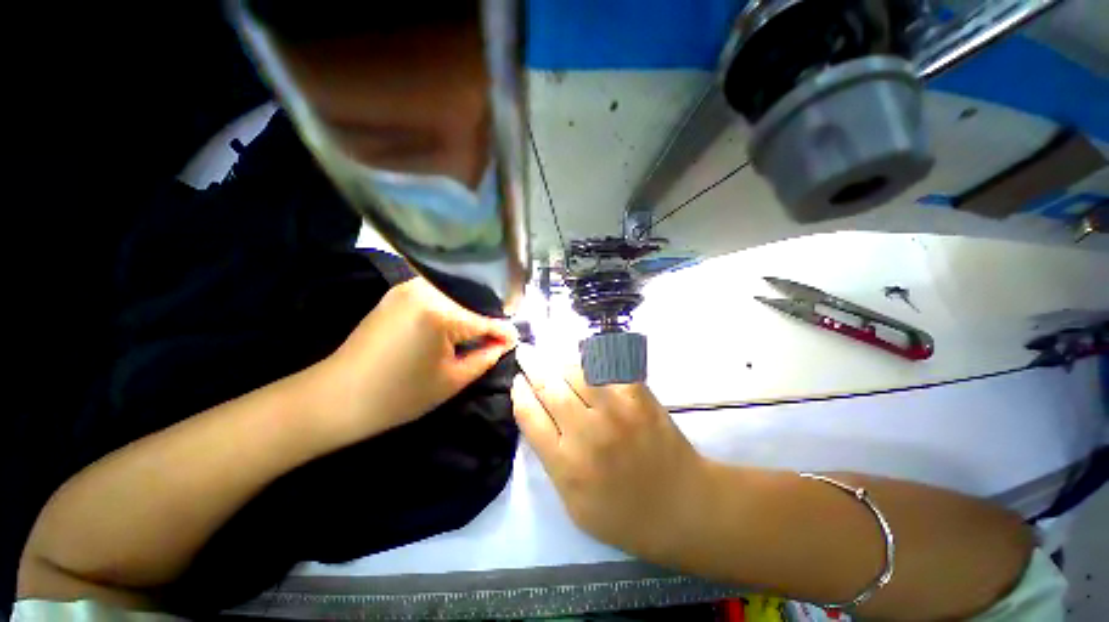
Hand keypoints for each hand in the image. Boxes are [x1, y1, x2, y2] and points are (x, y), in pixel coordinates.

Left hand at [320, 278, 517, 440]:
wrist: (335, 397)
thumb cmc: (398, 396)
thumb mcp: (452, 380)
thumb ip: (485, 357)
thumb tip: (505, 343)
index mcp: (440, 311)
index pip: (484, 320)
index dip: (504, 333)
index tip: (517, 340)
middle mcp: (425, 289)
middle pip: (470, 303)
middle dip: (486, 321)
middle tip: (498, 338)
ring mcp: (408, 287)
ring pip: (454, 297)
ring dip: (468, 314)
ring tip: (479, 333)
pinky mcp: (397, 292)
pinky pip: (436, 296)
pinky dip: (450, 310)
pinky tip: (454, 326)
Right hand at [511, 346, 712, 563]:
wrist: (682, 506)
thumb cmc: (623, 514)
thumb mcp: (573, 503)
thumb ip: (551, 460)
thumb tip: (537, 416)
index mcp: (565, 464)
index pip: (530, 415)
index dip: (519, 392)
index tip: (517, 380)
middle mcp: (586, 432)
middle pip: (549, 386)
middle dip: (532, 364)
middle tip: (526, 352)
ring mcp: (615, 410)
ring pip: (576, 370)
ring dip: (559, 359)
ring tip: (552, 355)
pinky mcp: (638, 396)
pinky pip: (608, 366)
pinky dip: (593, 358)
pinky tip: (585, 355)